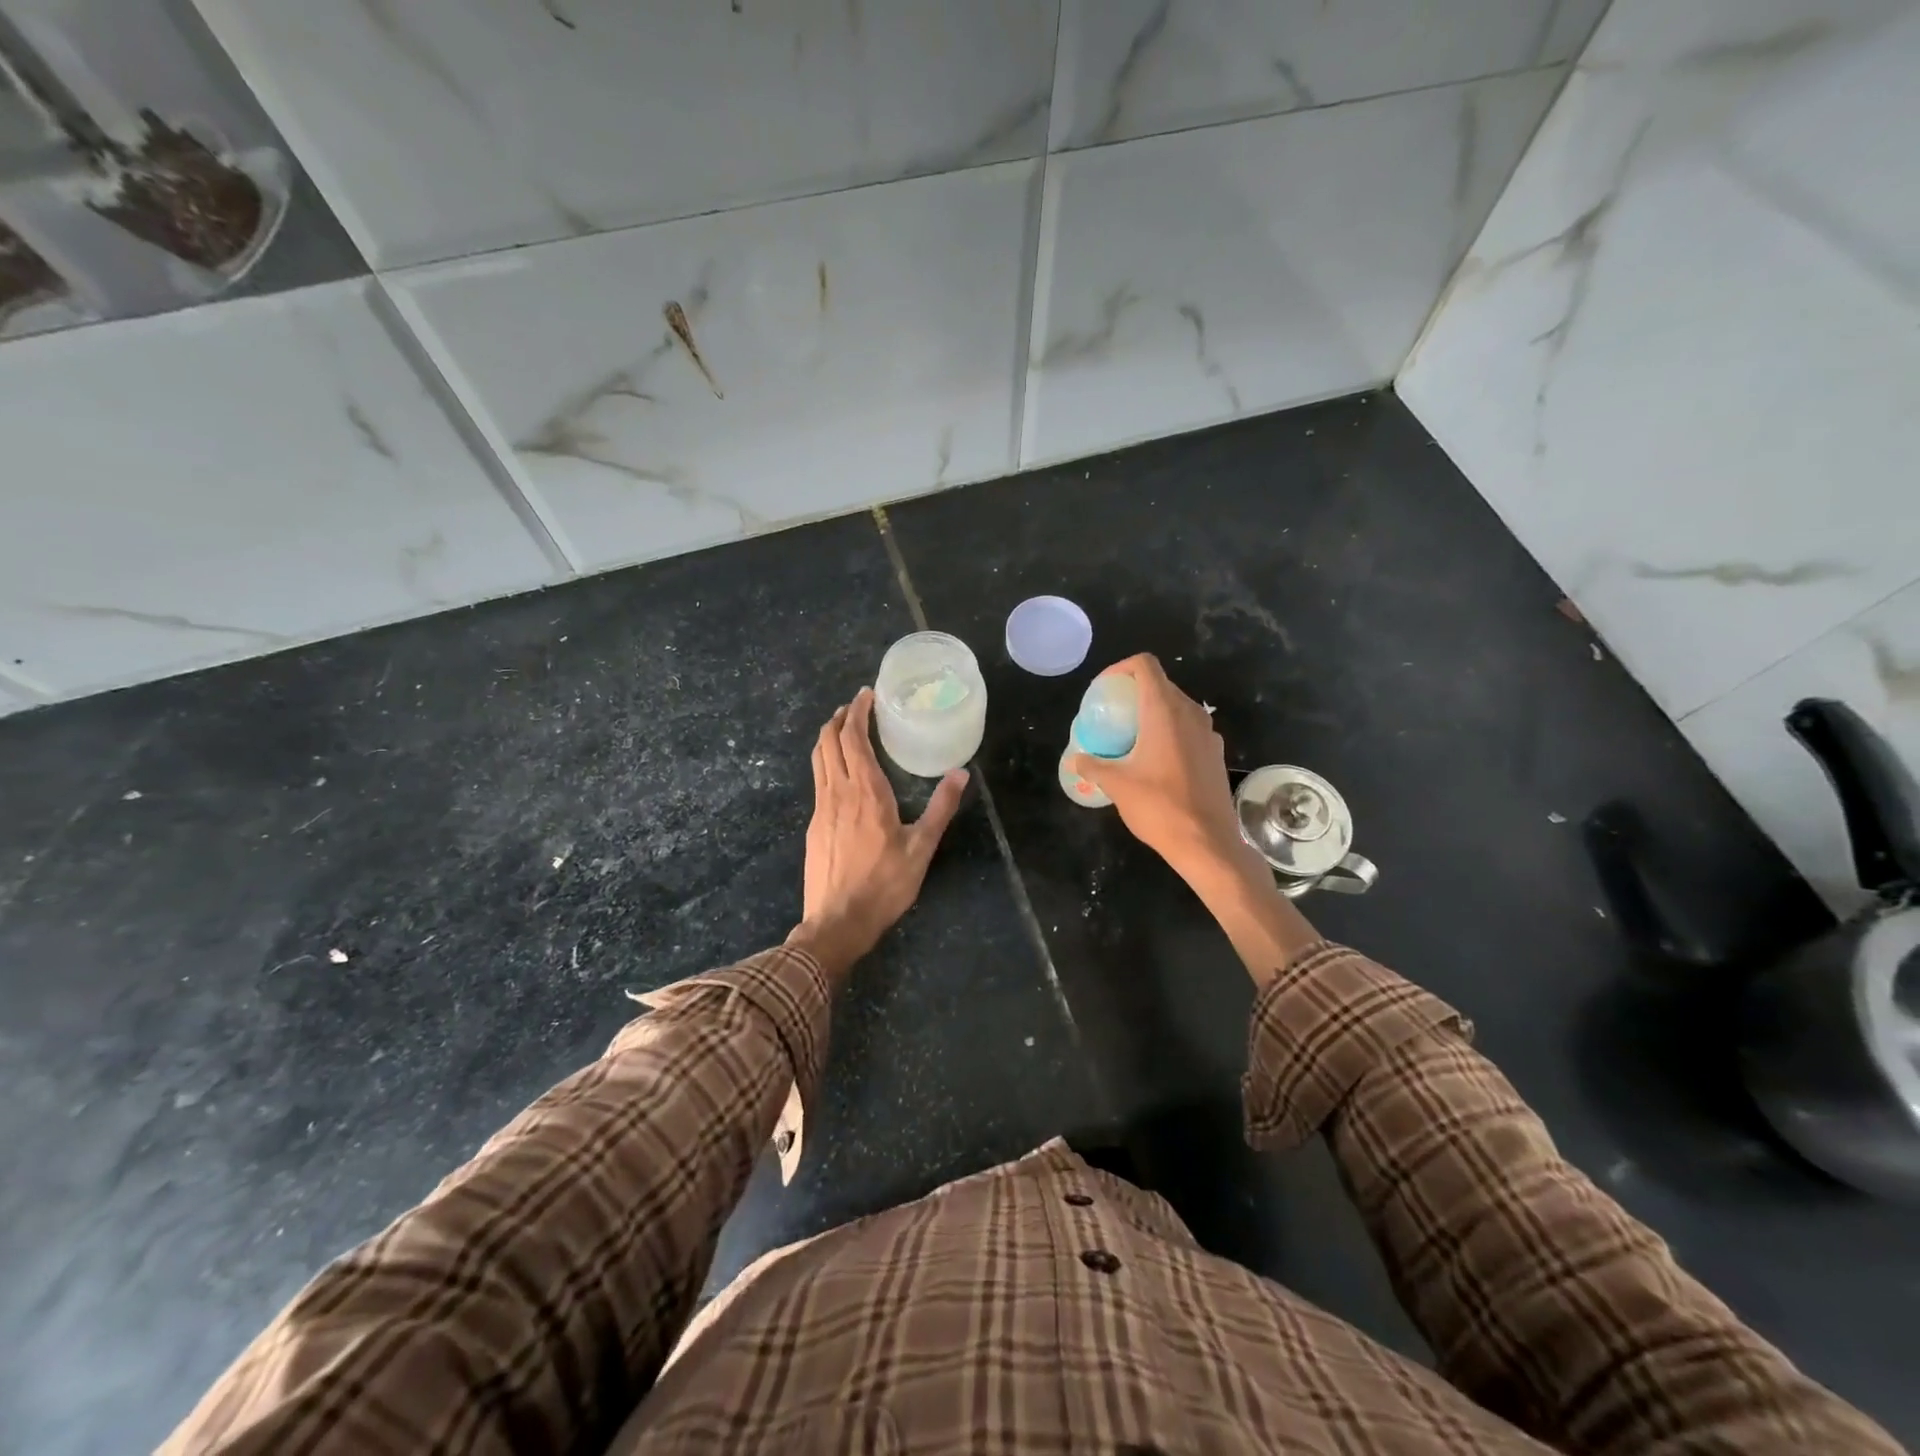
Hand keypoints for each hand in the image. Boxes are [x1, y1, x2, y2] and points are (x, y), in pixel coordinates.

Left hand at [788, 688, 967, 976]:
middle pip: (828, 742)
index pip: (853, 738)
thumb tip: (961, 772)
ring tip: (844, 729)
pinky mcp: (813, 826)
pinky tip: (840, 773)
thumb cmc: (884, 885)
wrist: (837, 923)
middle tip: (856, 706)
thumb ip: (941, 808)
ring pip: (818, 760)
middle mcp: (838, 792)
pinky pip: (818, 780)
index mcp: (866, 792)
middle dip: (840, 718)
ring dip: (829, 737)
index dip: (857, 712)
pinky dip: (827, 761)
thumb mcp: (922, 847)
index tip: (866, 695)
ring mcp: (821, 809)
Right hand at [1068, 654, 1260, 885]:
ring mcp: (1208, 733)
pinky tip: (1155, 759)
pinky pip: (1189, 728)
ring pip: (1177, 706)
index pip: (1145, 665)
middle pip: (1161, 684)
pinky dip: (1170, 731)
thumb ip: (1093, 765)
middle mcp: (1190, 713)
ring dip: (1153, 712)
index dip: (1120, 668)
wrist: (1208, 843)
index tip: (1103, 690)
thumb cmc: (1159, 807)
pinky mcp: (1216, 753)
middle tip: (1111, 715)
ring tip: (1130, 736)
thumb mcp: (1117, 785)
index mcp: (1164, 711)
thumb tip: (1074, 759)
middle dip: (1134, 692)